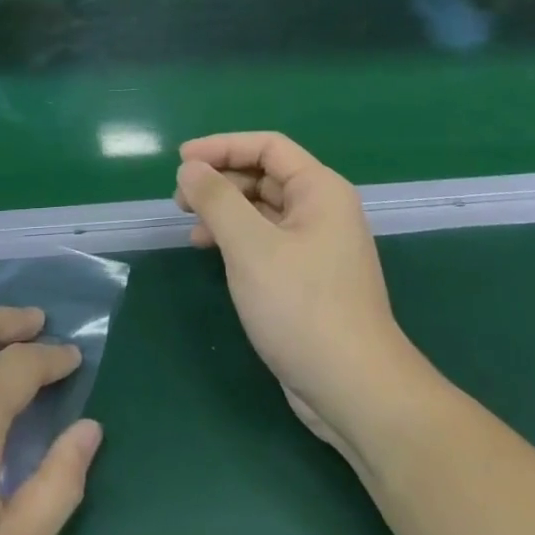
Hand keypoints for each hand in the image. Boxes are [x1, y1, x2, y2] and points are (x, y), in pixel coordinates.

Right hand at [176, 132, 420, 455]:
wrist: (354, 388)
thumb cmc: (302, 306)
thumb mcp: (250, 247)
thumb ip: (217, 200)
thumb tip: (190, 168)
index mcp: (320, 190)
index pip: (268, 146)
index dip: (222, 146)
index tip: (182, 160)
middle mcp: (322, 210)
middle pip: (265, 175)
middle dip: (221, 179)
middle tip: (180, 198)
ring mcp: (317, 246)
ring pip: (263, 209)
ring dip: (225, 210)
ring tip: (190, 225)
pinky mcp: (307, 278)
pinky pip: (266, 240)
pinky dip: (236, 238)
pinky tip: (211, 252)